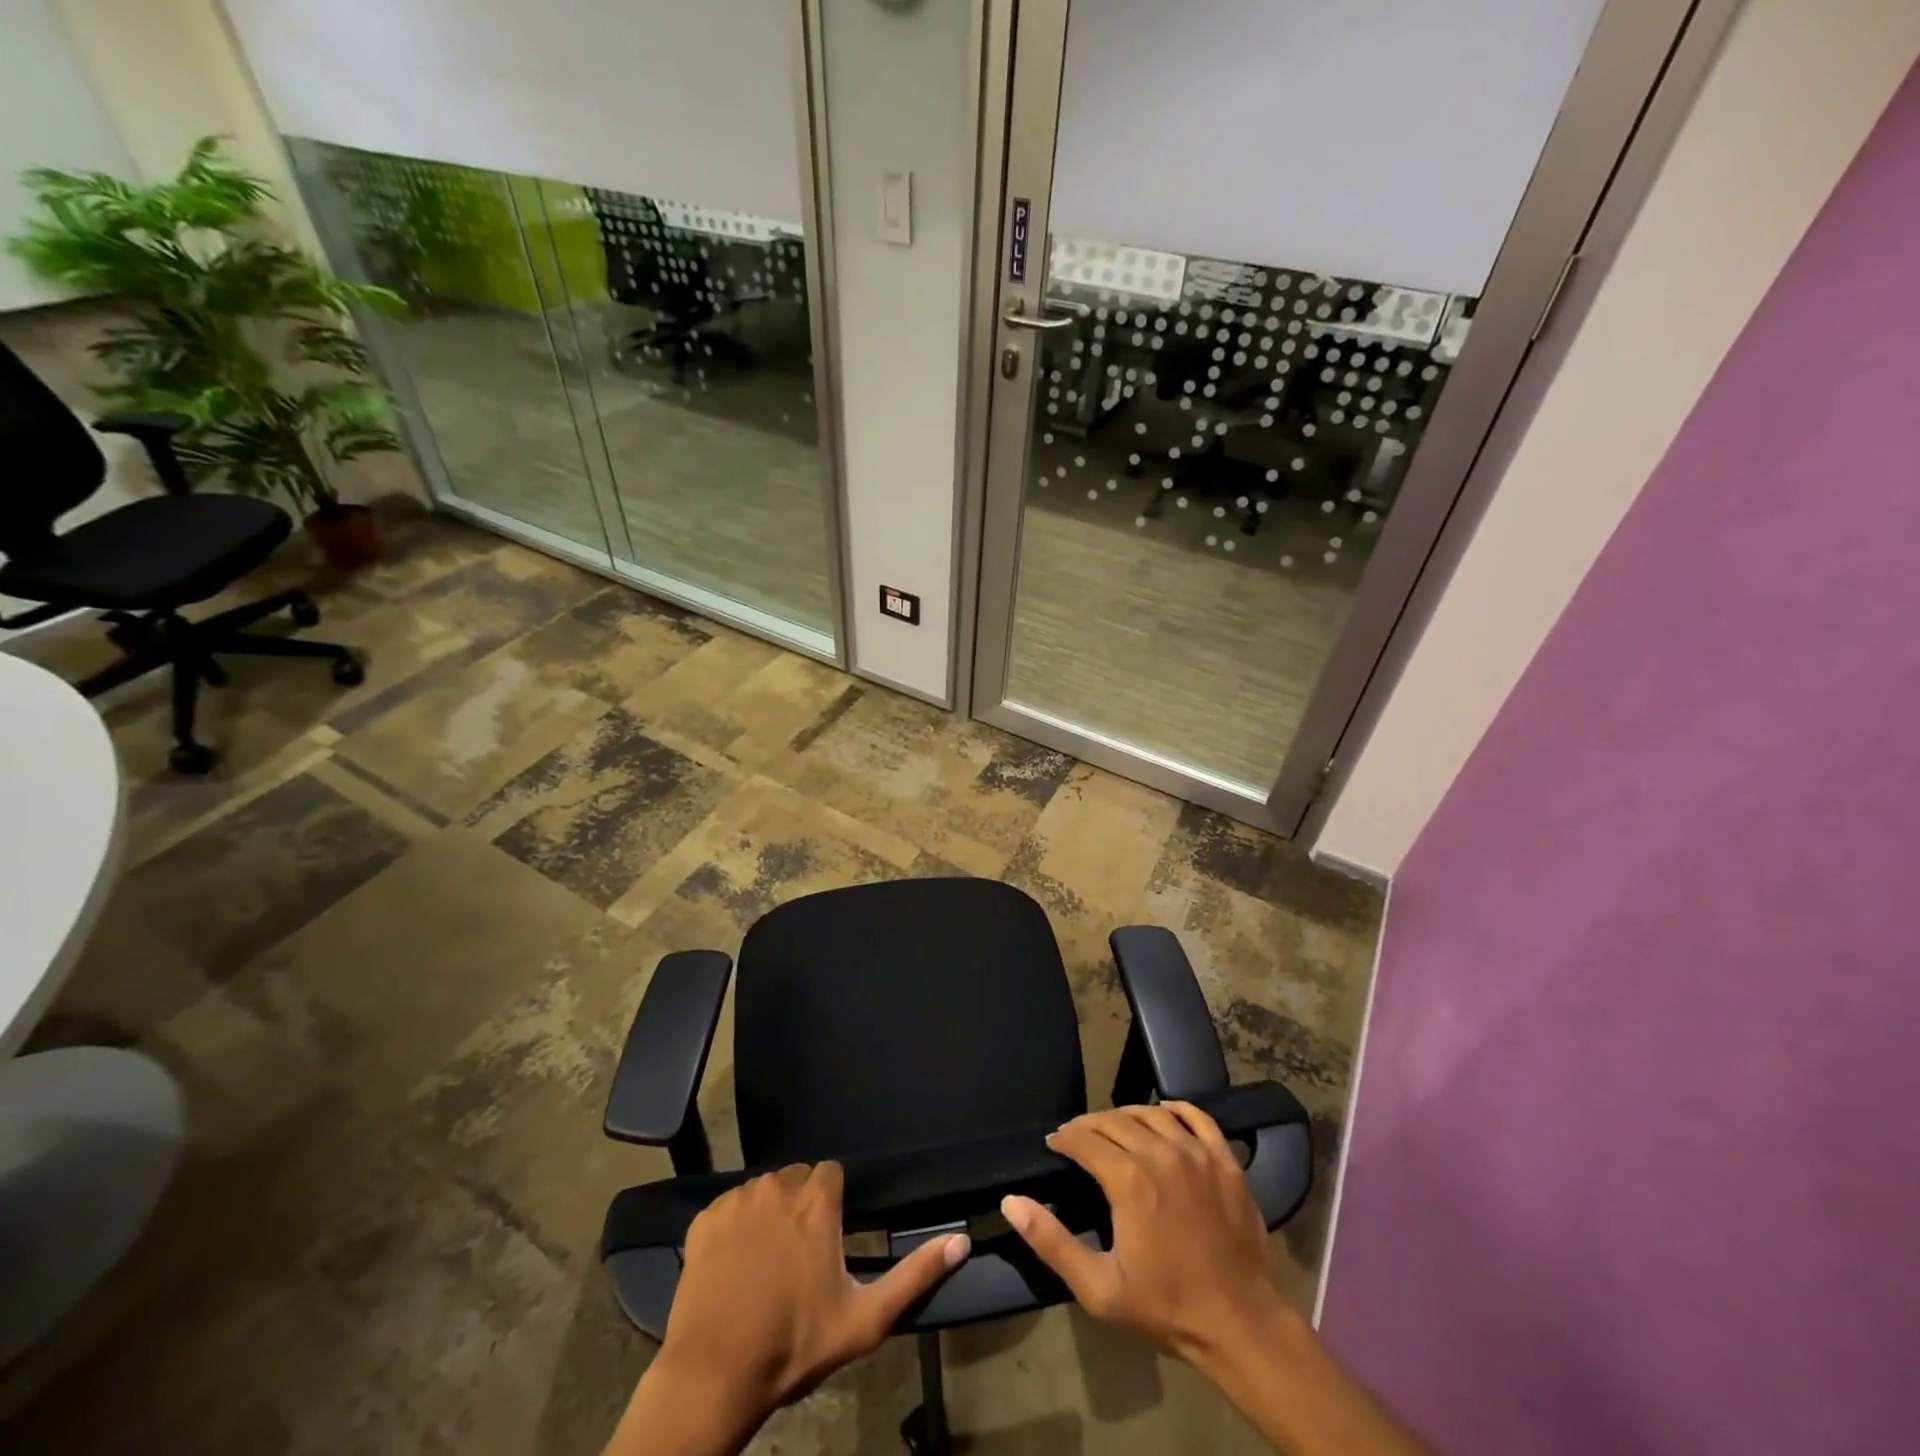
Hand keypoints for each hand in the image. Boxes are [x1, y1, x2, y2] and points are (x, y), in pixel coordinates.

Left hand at [659, 1162, 969, 1419]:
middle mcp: (779, 1184)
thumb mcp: (865, 1319)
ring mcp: (737, 1199)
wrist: (714, 1376)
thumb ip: (915, 1275)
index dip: (832, 1202)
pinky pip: (727, 1209)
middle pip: (796, 1179)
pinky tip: (733, 1266)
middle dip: (800, 1205)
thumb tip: (961, 1241)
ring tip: (765, 1262)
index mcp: (817, 1199)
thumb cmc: (795, 1345)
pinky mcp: (704, 1218)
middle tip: (799, 1254)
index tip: (829, 1235)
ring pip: (762, 1191)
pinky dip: (733, 1228)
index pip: (831, 1174)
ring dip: (768, 1214)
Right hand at [1001, 1102, 1289, 1365]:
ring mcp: (1197, 1152)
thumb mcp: (1099, 1288)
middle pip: (1115, 1120)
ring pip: (1151, 1113)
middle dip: (1089, 1125)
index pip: (1084, 1139)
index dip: (1064, 1138)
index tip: (1054, 1144)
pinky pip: (1197, 1117)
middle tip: (1077, 1137)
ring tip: (1113, 1128)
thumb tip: (1011, 1201)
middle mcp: (1161, 1152)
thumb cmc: (1167, 1307)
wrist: (1242, 1325)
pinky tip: (1163, 1113)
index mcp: (1128, 1179)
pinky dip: (1175, 1109)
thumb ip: (1051, 1242)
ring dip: (1126, 1115)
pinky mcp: (1225, 1160)